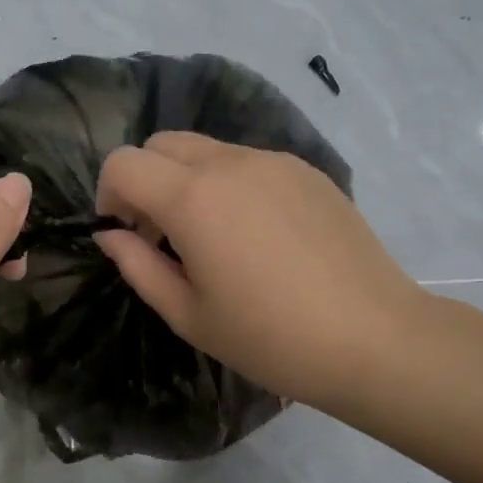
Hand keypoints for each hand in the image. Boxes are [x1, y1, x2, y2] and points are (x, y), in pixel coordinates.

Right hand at [94, 132, 423, 413]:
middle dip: (146, 181)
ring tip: (214, 239)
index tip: (126, 234)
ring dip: (189, 182)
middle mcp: (231, 163)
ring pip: (208, 150)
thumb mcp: (188, 314)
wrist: (373, 338)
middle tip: (162, 235)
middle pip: (163, 144)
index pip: (124, 163)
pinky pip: (249, 163)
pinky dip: (231, 186)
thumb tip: (112, 235)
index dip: (109, 194)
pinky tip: (259, 238)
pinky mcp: (308, 172)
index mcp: (193, 198)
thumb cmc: (269, 338)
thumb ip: (138, 266)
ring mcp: (275, 162)